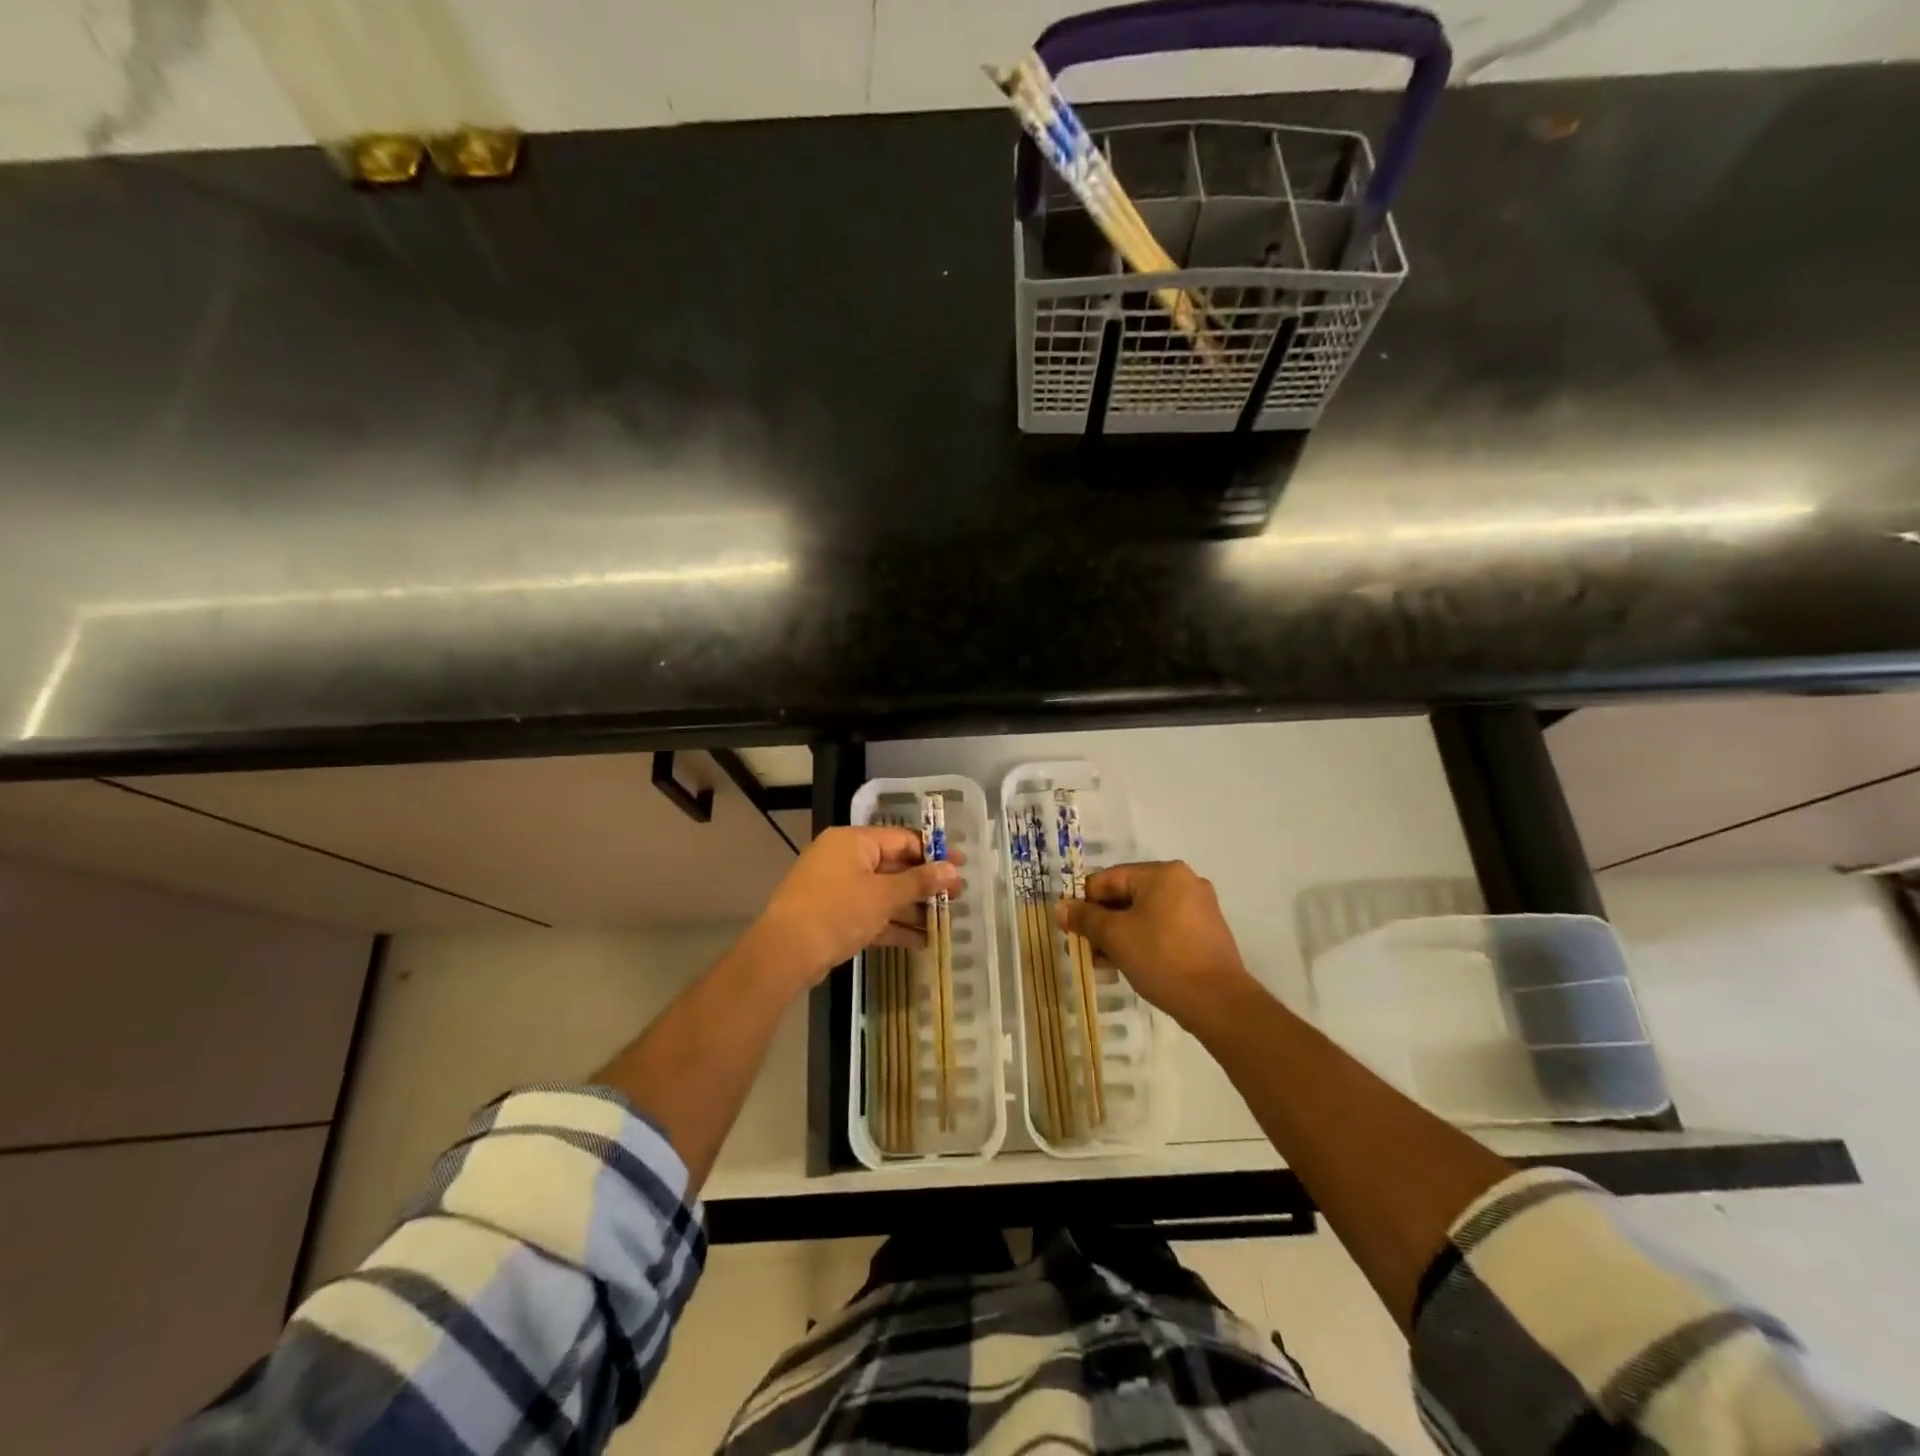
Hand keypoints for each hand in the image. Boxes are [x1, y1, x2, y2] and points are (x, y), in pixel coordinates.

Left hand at [745, 826, 961, 990]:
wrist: (785, 953)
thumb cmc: (837, 911)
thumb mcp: (883, 895)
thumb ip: (919, 882)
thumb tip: (952, 869)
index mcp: (853, 842)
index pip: (901, 839)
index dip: (933, 852)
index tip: (961, 865)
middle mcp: (845, 859)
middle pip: (894, 866)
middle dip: (925, 883)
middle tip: (958, 896)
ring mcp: (838, 889)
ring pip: (884, 894)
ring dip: (912, 908)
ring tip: (946, 921)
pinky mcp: (835, 917)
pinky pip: (871, 915)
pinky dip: (893, 925)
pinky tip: (921, 941)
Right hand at [1054, 861, 1252, 1026]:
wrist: (1218, 1002)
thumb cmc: (1162, 958)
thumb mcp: (1115, 936)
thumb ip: (1085, 918)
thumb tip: (1061, 908)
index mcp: (1163, 873)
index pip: (1109, 878)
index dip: (1083, 900)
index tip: (1067, 925)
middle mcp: (1183, 883)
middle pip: (1127, 897)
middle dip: (1100, 923)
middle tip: (1080, 947)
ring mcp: (1197, 909)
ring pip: (1144, 916)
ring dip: (1118, 936)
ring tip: (1098, 963)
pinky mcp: (1204, 934)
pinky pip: (1162, 930)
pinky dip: (1141, 942)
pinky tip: (1123, 966)